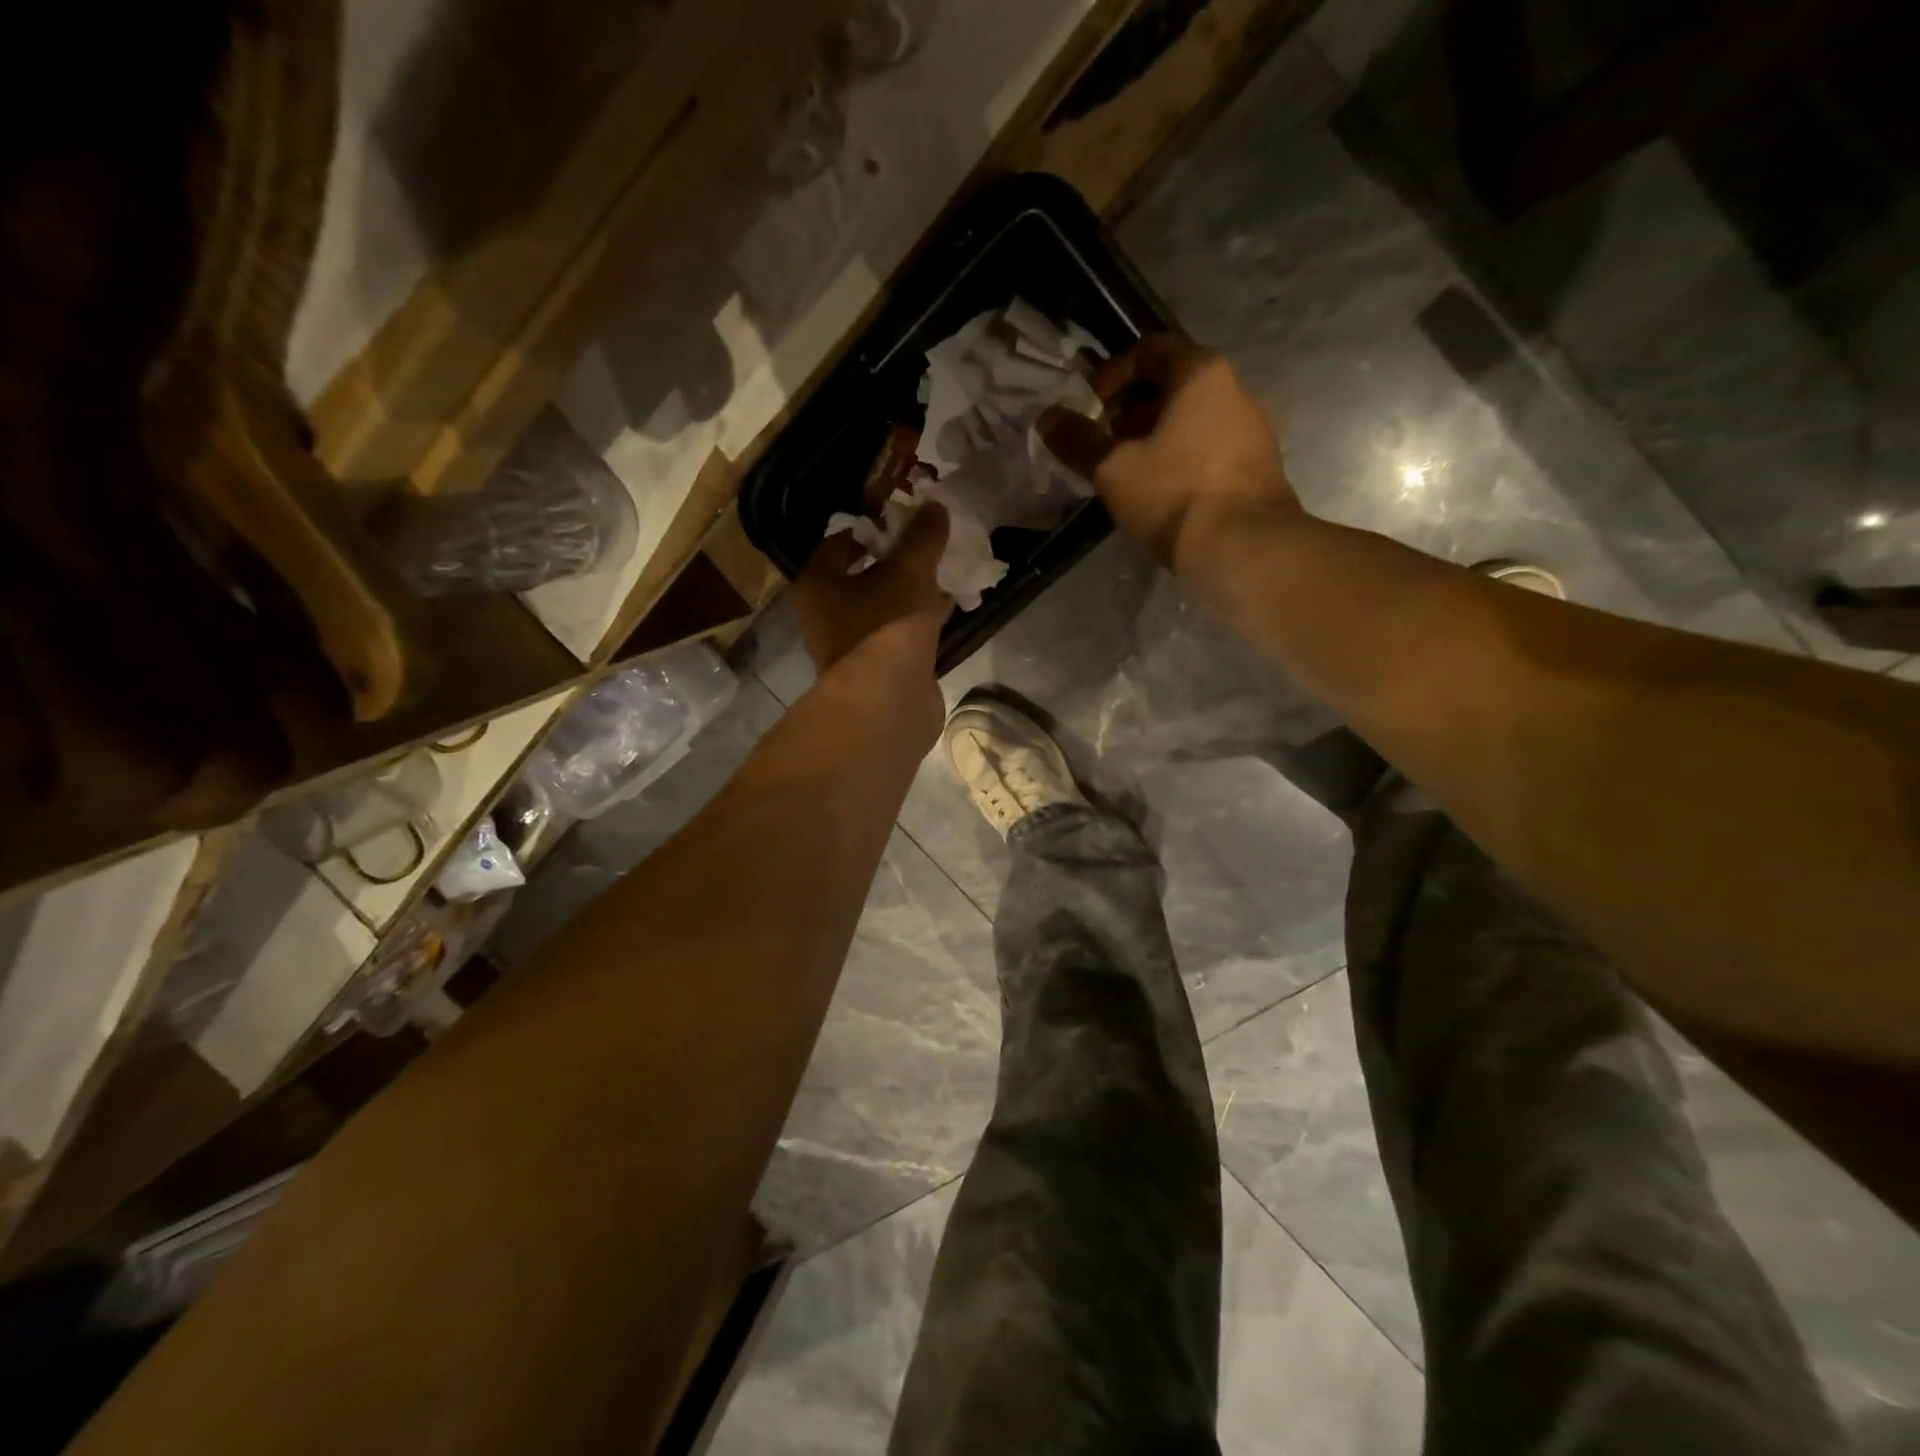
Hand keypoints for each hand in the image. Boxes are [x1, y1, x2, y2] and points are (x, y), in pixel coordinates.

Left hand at [793, 502, 951, 674]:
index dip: (869, 528)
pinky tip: (949, 607)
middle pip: (861, 577)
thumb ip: (923, 537)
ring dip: (910, 593)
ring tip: (944, 572)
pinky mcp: (878, 669)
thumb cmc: (886, 624)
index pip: (838, 544)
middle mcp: (827, 615)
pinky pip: (900, 633)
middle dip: (894, 562)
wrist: (889, 699)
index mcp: (819, 584)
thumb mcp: (909, 570)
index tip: (899, 519)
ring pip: (884, 607)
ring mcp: (853, 646)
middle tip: (926, 544)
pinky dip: (921, 620)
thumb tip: (935, 505)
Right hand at [1038, 336, 1302, 572]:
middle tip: (1104, 446)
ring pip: (1192, 420)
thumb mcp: (1113, 470)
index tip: (1089, 409)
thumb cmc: (1175, 496)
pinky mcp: (1258, 466)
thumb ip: (1078, 441)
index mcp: (1201, 374)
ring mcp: (1253, 429)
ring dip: (1154, 439)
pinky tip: (1160, 494)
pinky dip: (1180, 459)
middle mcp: (1236, 389)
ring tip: (1127, 475)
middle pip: (1172, 386)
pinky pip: (1209, 448)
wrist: (1245, 549)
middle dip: (1130, 412)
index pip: (1150, 350)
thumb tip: (1047, 418)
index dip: (1111, 375)